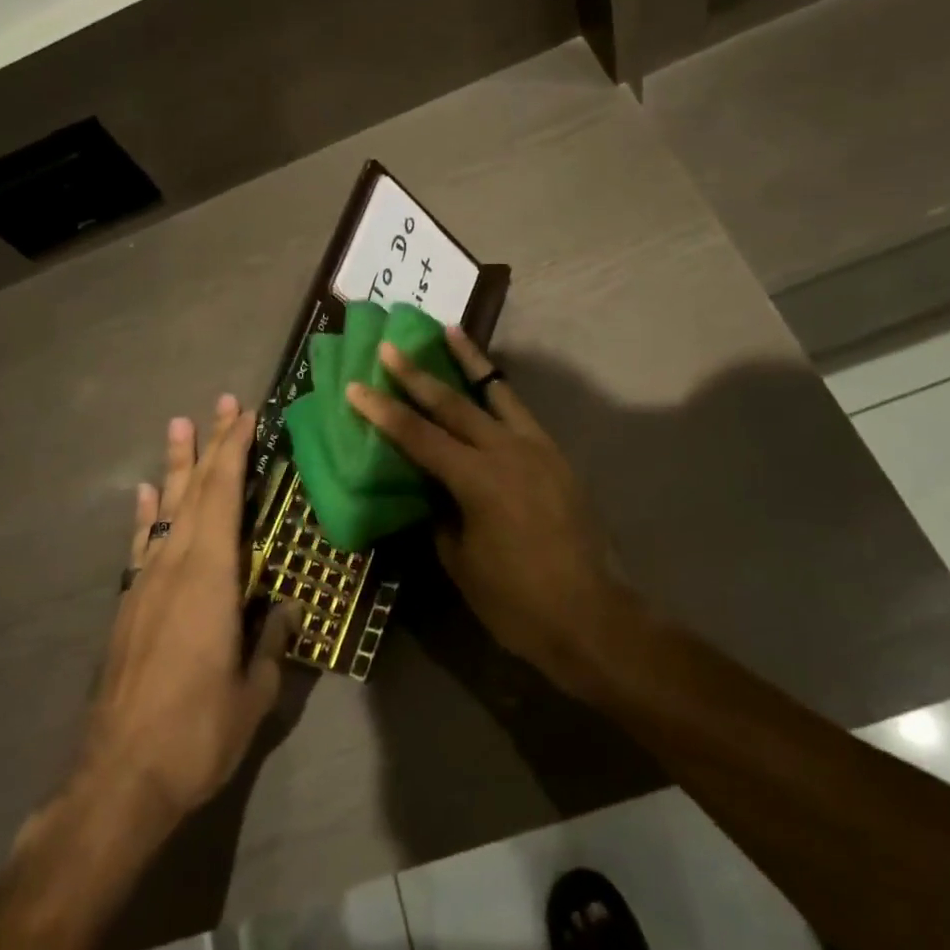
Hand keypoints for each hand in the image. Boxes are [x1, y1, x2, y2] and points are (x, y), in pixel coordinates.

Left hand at [78, 395, 297, 829]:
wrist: (117, 781)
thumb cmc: (195, 733)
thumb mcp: (253, 692)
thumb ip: (271, 642)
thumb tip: (283, 608)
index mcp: (209, 577)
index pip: (224, 496)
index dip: (235, 451)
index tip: (246, 415)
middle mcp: (174, 566)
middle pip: (196, 491)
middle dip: (212, 445)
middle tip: (222, 403)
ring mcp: (145, 583)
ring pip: (167, 510)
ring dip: (178, 466)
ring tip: (180, 426)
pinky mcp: (129, 605)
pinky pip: (142, 543)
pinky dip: (148, 514)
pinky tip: (149, 494)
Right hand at [345, 329, 632, 694]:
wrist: (593, 618)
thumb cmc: (518, 602)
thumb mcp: (462, 563)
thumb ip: (441, 516)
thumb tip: (431, 490)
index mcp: (477, 480)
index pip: (419, 437)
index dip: (384, 412)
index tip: (356, 386)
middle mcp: (507, 452)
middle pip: (453, 404)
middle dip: (417, 374)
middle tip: (390, 347)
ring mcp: (537, 449)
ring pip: (496, 392)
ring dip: (468, 361)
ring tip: (448, 331)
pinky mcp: (556, 457)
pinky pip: (520, 413)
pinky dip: (498, 391)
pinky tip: (487, 383)